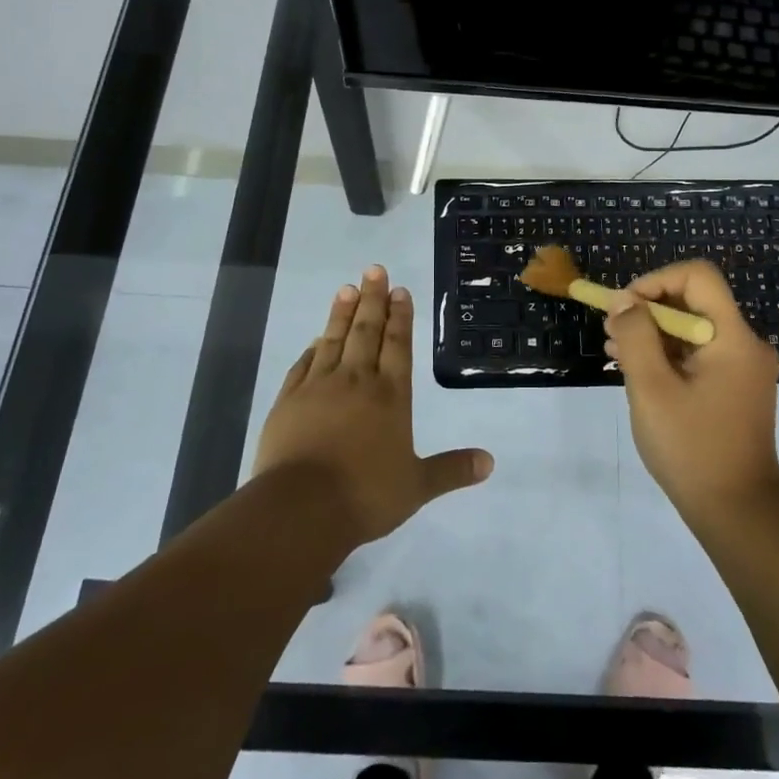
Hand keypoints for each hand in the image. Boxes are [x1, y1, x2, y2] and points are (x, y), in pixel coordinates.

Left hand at [254, 265, 493, 546]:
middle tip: (374, 269)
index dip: (401, 316)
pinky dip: (312, 349)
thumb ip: (452, 470)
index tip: (400, 289)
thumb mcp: (417, 487)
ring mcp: (318, 388)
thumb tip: (490, 462)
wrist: (300, 509)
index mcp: (390, 396)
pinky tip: (315, 340)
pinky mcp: (288, 401)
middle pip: (366, 331)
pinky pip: (303, 365)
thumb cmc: (365, 495)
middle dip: (373, 299)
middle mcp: (356, 382)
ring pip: (333, 340)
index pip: (398, 345)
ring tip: (346, 288)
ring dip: (341, 313)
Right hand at [604, 260, 778, 524]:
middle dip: (648, 309)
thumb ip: (635, 337)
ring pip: (693, 330)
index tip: (624, 307)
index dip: (656, 281)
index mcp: (733, 337)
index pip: (698, 276)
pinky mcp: (734, 389)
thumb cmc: (691, 447)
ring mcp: (742, 369)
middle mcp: (745, 344)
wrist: (736, 511)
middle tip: (610, 329)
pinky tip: (635, 370)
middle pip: (694, 301)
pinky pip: (698, 356)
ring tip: (613, 350)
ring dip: (653, 333)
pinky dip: (667, 356)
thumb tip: (624, 301)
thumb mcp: (651, 388)